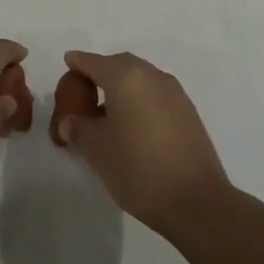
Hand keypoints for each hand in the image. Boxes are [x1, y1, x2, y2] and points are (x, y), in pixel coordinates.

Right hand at [54, 51, 232, 234]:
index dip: (78, 62)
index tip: (68, 63)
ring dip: (123, 86)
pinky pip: (156, 94)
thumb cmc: (138, 170)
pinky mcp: (188, 112)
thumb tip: (70, 120)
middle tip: (85, 90)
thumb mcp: (96, 150)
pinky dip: (140, 99)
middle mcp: (151, 76)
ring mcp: (174, 93)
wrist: (196, 201)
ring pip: (141, 78)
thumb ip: (78, 128)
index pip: (94, 62)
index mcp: (126, 78)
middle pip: (120, 64)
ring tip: (108, 112)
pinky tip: (134, 125)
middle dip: (101, 71)